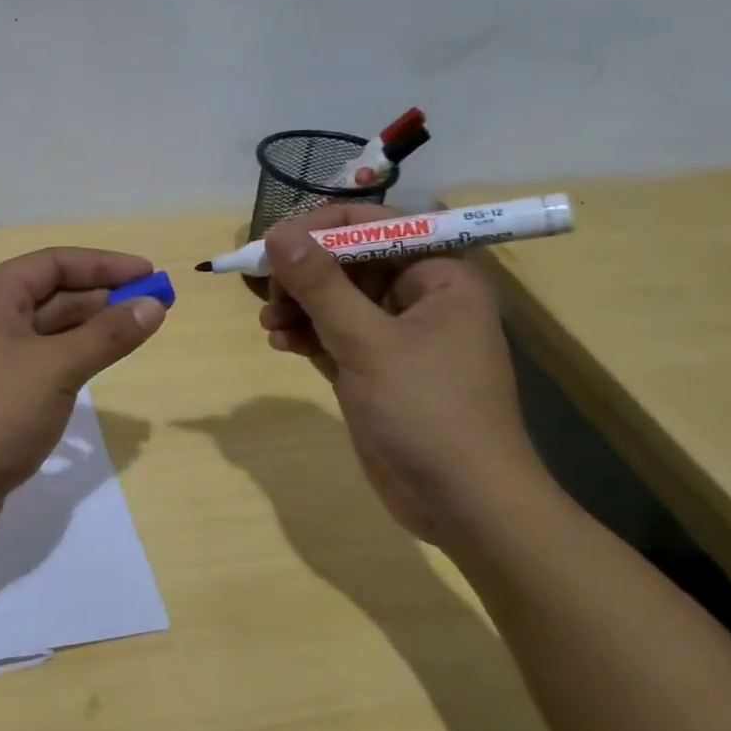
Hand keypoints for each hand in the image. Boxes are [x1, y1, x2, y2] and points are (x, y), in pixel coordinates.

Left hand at [0, 247, 166, 538]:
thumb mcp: (55, 368)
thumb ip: (107, 335)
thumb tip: (153, 305)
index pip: (55, 263)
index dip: (105, 265)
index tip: (150, 274)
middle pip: (53, 295)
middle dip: (103, 299)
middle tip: (154, 308)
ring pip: (49, 332)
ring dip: (91, 331)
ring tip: (137, 334)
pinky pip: (41, 365)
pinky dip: (73, 361)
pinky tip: (100, 369)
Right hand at [256, 204, 538, 541]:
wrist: (462, 503)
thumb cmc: (427, 410)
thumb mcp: (368, 342)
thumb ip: (321, 284)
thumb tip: (279, 233)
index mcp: (439, 276)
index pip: (375, 226)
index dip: (322, 228)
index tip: (274, 242)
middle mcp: (420, 298)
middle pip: (350, 262)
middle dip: (305, 274)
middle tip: (268, 288)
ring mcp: (397, 336)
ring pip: (336, 301)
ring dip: (299, 305)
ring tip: (270, 322)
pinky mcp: (375, 369)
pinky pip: (333, 335)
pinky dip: (306, 334)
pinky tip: (280, 343)